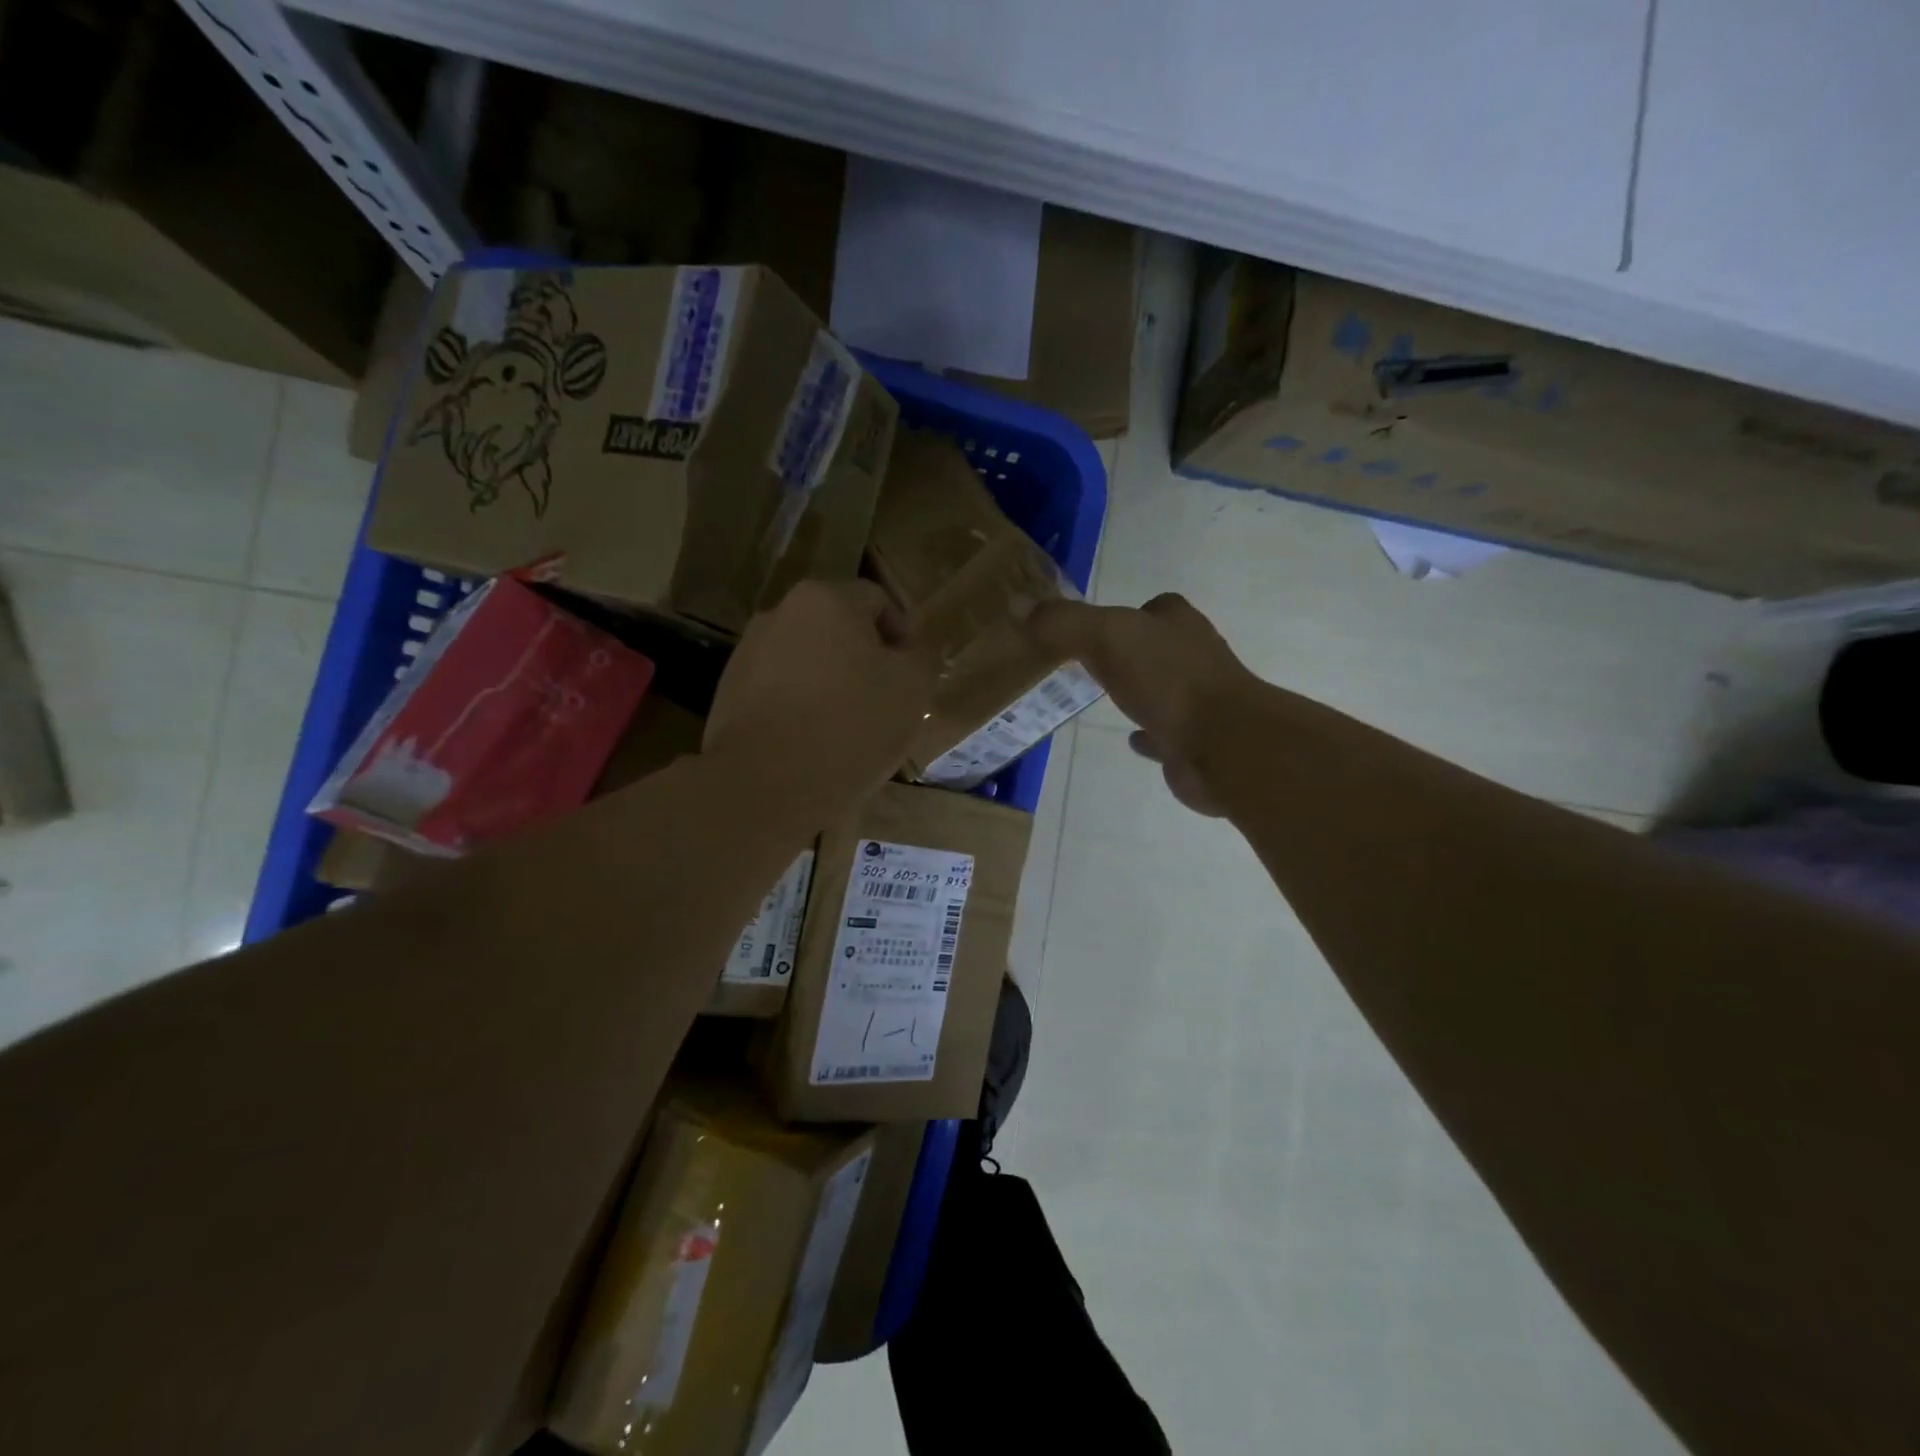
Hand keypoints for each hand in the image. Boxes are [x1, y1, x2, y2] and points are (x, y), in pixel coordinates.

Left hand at [705, 580, 933, 820]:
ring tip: (846, 729)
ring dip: (829, 683)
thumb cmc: (851, 726)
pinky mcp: (727, 692)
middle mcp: (780, 613)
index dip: (902, 635)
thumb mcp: (913, 690)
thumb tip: (912, 651)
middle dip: (863, 661)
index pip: (877, 601)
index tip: (911, 677)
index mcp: (827, 599)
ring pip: (806, 661)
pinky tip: (810, 743)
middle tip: (883, 704)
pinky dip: (799, 707)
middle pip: (837, 630)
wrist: (765, 784)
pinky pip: (778, 691)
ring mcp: (747, 653)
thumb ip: (922, 658)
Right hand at [1026, 592, 1257, 815]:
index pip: (1156, 608)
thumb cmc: (1167, 680)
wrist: (1222, 744)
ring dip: (1141, 691)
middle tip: (1092, 663)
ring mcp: (1200, 701)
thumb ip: (1063, 622)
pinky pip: (1166, 733)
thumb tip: (1016, 604)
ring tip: (1105, 698)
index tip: (1097, 626)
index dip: (1129, 613)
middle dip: (1132, 653)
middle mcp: (1194, 657)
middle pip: (1159, 648)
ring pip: (1164, 690)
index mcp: (1178, 625)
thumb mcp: (1106, 638)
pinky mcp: (1196, 741)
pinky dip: (1149, 735)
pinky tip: (1130, 739)